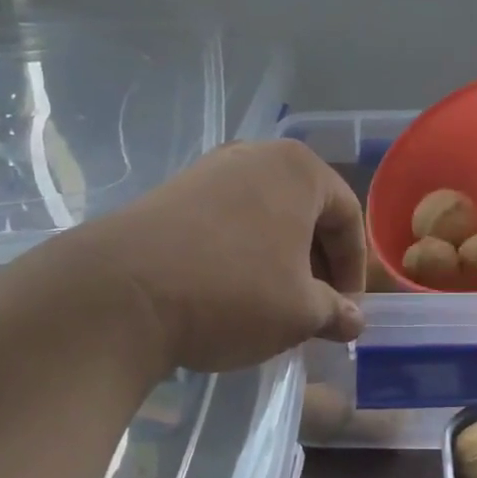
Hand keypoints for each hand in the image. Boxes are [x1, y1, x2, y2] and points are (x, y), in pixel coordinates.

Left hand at [54, 139, 366, 373]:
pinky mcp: (171, 193)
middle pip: (306, 212)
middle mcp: (256, 156)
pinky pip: (227, 222)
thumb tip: (354, 322)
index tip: (347, 311)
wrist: (122, 293)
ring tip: (274, 304)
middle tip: (316, 308)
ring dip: (280, 260)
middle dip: (317, 264)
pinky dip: (242, 254)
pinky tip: (231, 292)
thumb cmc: (233, 292)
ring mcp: (208, 171)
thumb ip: (336, 312)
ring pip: (265, 217)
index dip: (355, 269)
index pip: (348, 217)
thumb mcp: (300, 312)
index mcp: (299, 169)